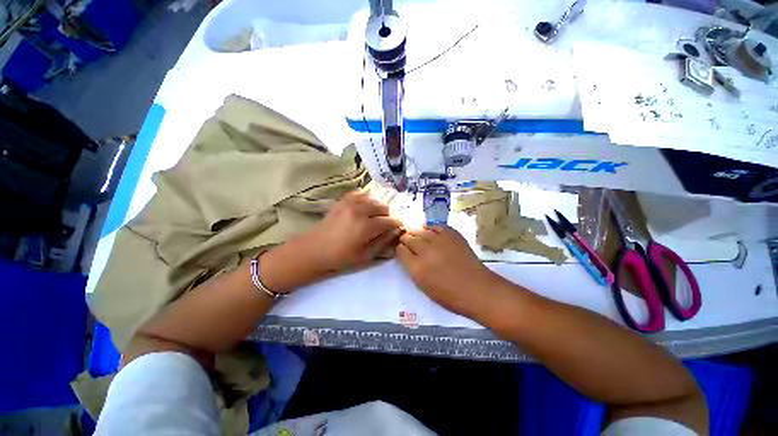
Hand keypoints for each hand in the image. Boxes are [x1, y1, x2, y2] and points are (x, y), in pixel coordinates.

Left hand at [300, 190, 402, 273]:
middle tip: (384, 225)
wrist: (313, 251)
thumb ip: (382, 242)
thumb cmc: (340, 258)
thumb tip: (395, 232)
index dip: (396, 224)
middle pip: (382, 207)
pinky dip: (365, 198)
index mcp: (366, 226)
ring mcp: (349, 203)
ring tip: (374, 216)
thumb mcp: (365, 256)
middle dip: (387, 216)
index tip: (398, 227)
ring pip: (372, 199)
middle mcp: (360, 210)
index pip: (389, 221)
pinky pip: (358, 193)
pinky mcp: (341, 201)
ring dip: (377, 207)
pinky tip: (364, 205)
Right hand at [396, 225, 502, 318]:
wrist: (478, 290)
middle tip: (410, 243)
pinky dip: (431, 228)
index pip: (400, 250)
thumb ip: (412, 268)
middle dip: (407, 240)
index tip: (403, 251)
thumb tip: (407, 254)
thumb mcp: (423, 287)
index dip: (401, 250)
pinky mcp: (452, 234)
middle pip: (408, 238)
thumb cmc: (450, 295)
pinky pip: (436, 226)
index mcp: (417, 268)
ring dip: (417, 233)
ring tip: (420, 238)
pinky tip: (431, 233)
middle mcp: (426, 251)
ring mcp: (440, 241)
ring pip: (420, 230)